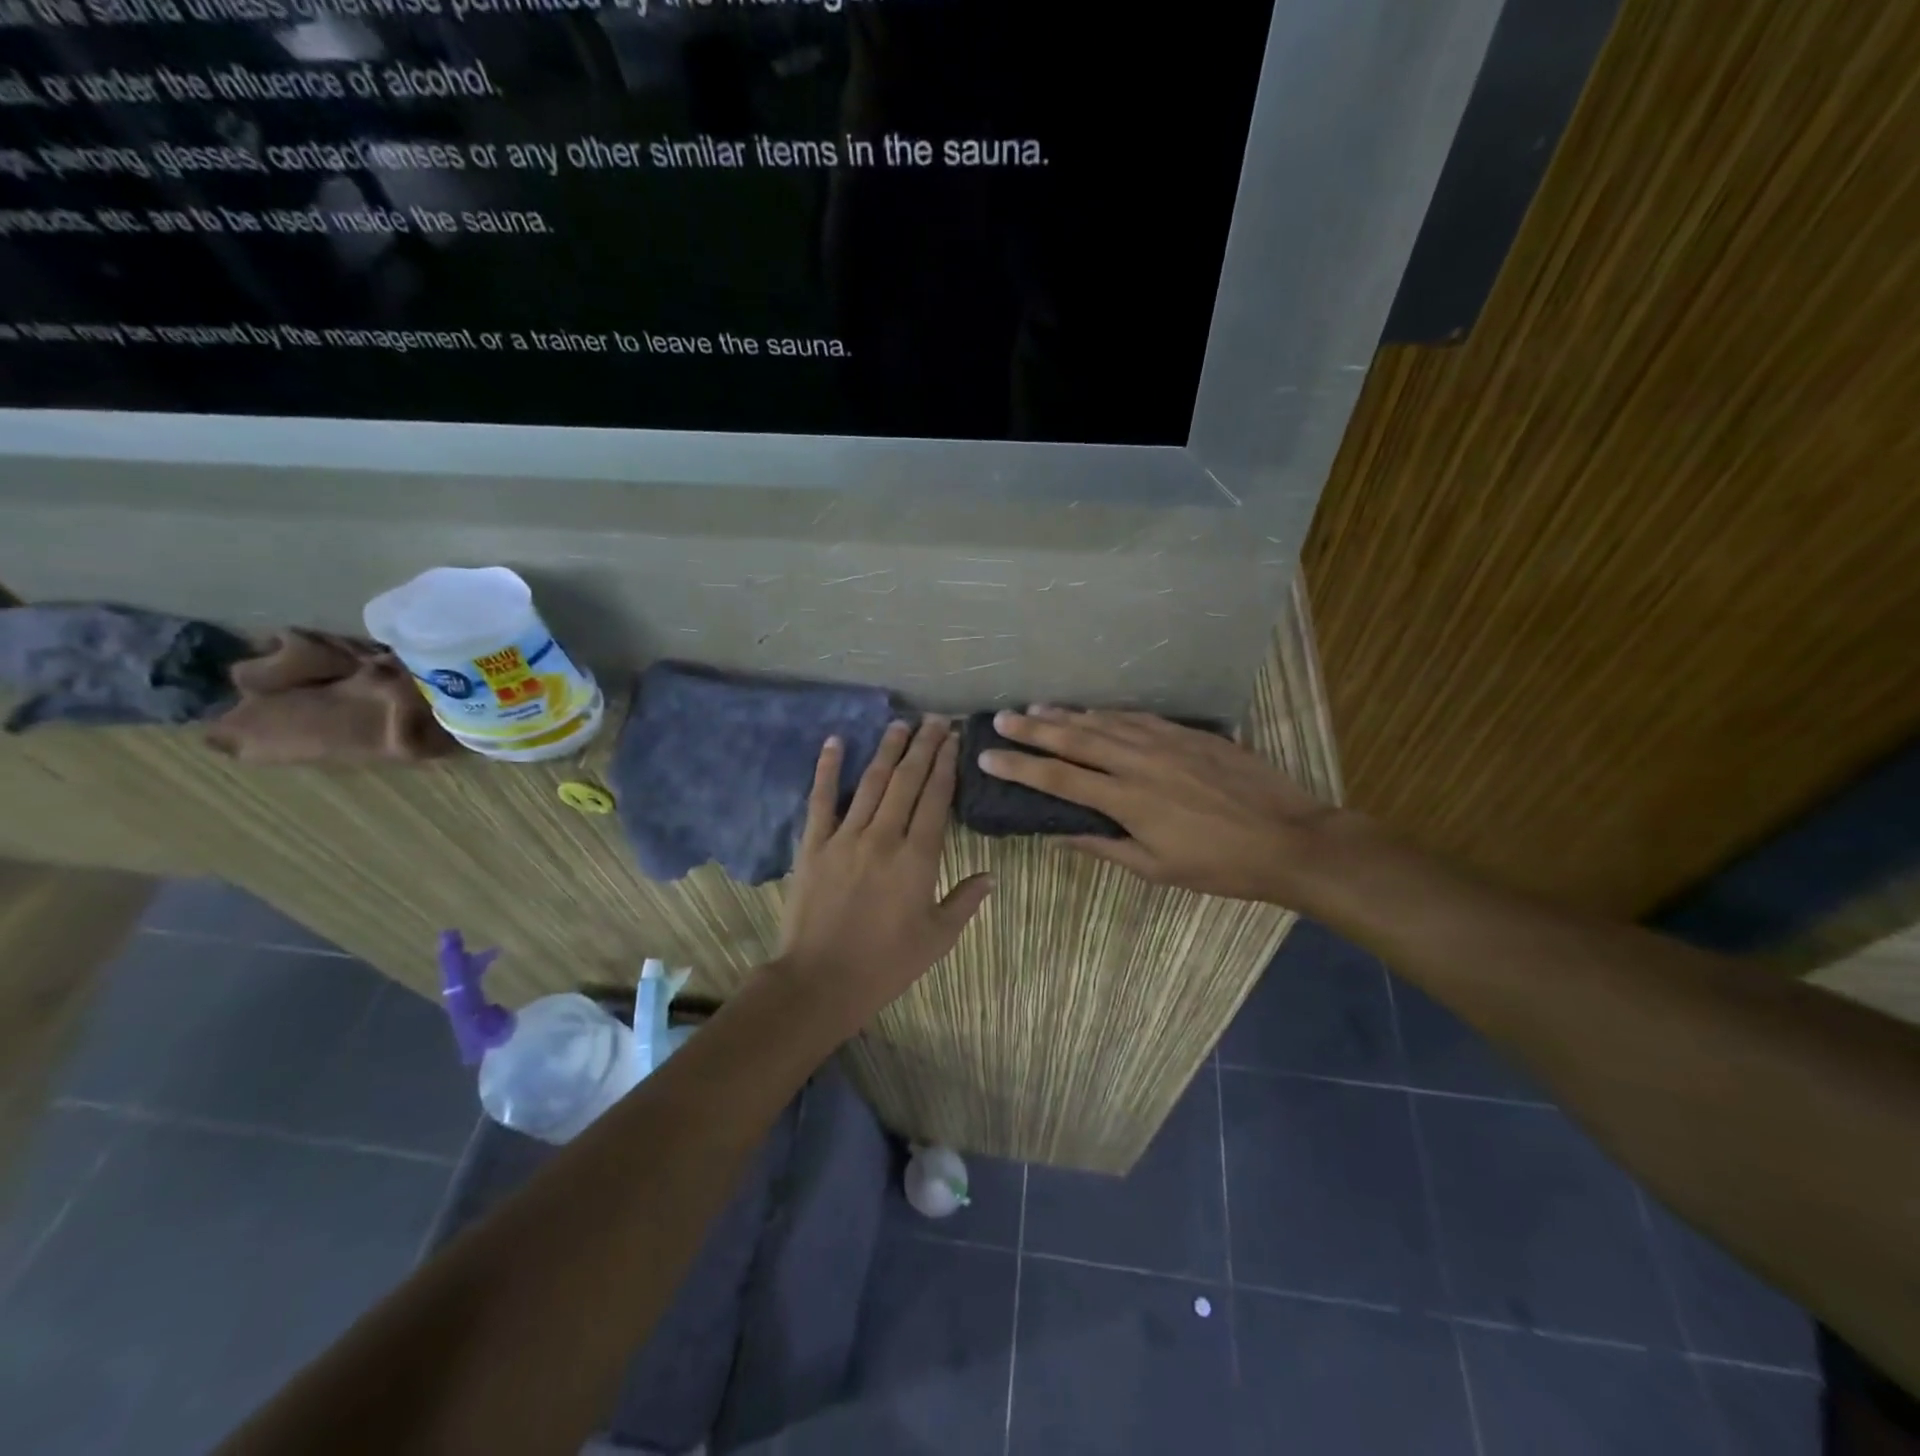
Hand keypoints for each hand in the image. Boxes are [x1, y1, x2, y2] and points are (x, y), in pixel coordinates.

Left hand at [778, 716, 994, 1023]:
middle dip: (923, 746)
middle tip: (935, 720)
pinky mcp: (814, 845)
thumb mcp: (937, 939)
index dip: (946, 765)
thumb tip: (991, 875)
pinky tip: (834, 742)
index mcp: (918, 858)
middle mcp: (884, 837)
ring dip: (888, 750)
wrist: (820, 981)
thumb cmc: (886, 964)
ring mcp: (845, 837)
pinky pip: (821, 799)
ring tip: (901, 724)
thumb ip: (965, 902)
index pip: (936, 798)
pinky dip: (827, 768)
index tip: (953, 739)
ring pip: (871, 782)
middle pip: (907, 781)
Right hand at [978, 706, 1339, 902]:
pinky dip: (1109, 714)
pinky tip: (1094, 711)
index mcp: (1127, 800)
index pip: (1058, 779)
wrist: (1288, 838)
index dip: (1019, 766)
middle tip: (1000, 717)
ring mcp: (1166, 742)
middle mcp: (1138, 762)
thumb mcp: (1156, 869)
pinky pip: (1138, 717)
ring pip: (1105, 722)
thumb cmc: (1219, 865)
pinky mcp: (1189, 733)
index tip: (988, 756)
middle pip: (1075, 739)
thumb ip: (1105, 846)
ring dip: (1067, 715)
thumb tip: (1061, 834)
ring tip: (1036, 708)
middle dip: (1032, 728)